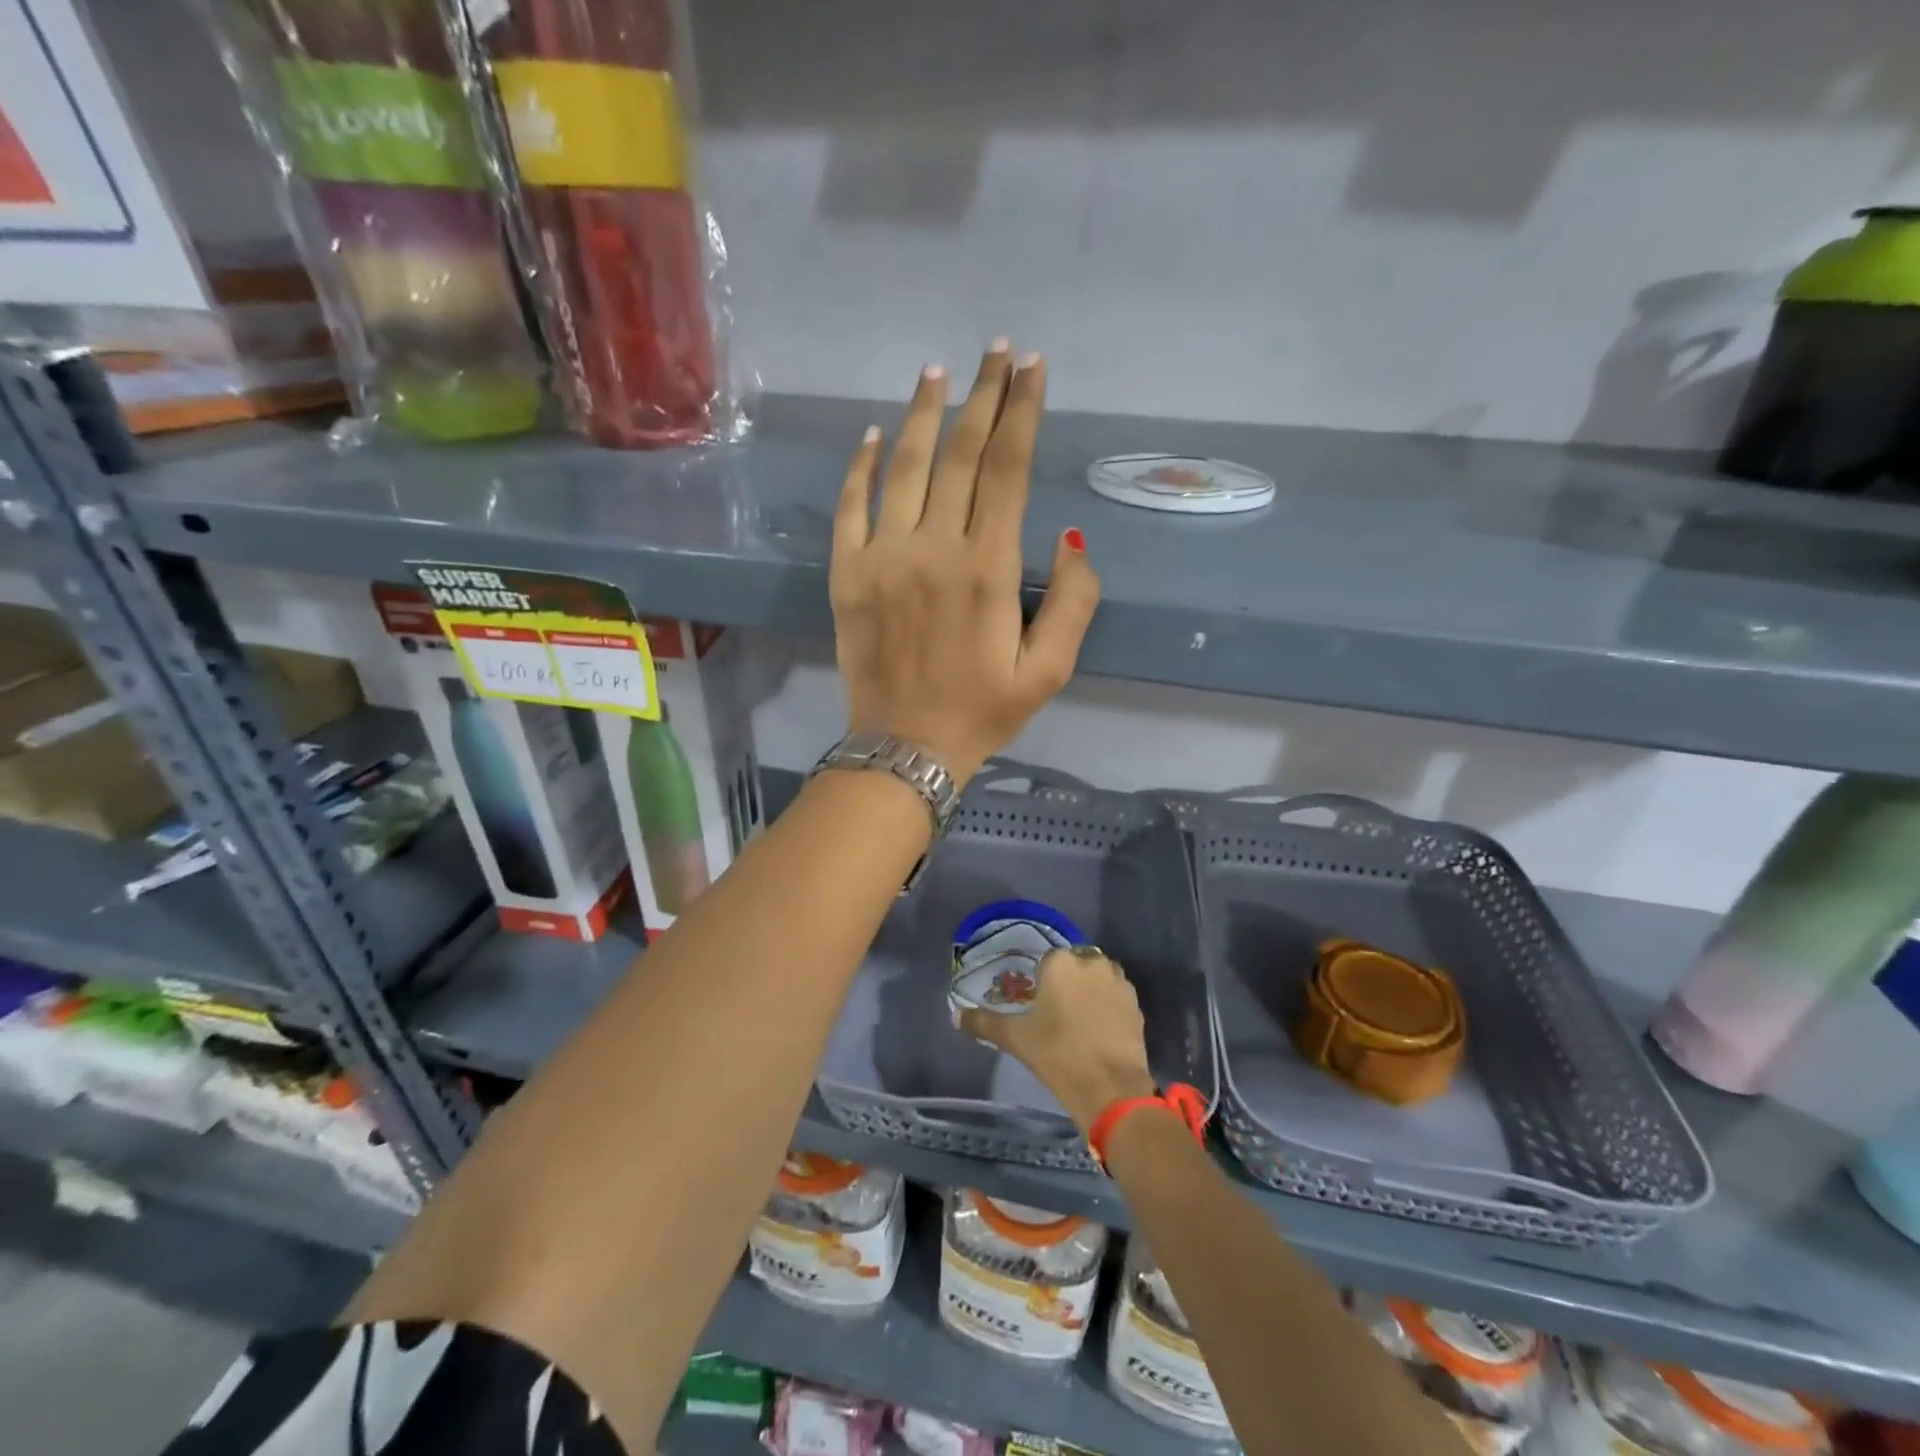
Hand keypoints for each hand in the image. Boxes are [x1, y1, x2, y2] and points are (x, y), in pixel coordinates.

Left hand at [830, 344, 1100, 783]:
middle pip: (959, 454)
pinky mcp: (847, 574)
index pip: (1007, 469)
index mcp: (987, 568)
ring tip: (937, 373)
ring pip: (903, 467)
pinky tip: (873, 435)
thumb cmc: (983, 711)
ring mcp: (882, 557)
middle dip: (983, 396)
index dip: (1022, 413)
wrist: (905, 748)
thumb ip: (1074, 601)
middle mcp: (933, 549)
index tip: (1033, 370)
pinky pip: (850, 507)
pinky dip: (860, 467)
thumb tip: (1069, 538)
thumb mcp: (1050, 670)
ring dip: (922, 414)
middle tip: (996, 352)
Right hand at [959, 947, 1155, 1132]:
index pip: (1047, 962)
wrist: (1110, 1087)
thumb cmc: (1057, 1054)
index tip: (1038, 1008)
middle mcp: (1092, 962)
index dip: (1041, 985)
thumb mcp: (1015, 1038)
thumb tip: (955, 1015)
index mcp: (1061, 961)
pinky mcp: (1136, 1004)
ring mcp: (1118, 982)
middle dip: (1067, 985)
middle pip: (1074, 967)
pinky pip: (1115, 997)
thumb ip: (984, 1022)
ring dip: (1089, 993)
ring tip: (1078, 1025)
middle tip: (1056, 1017)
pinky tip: (1099, 1032)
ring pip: (1097, 979)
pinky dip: (1107, 1008)